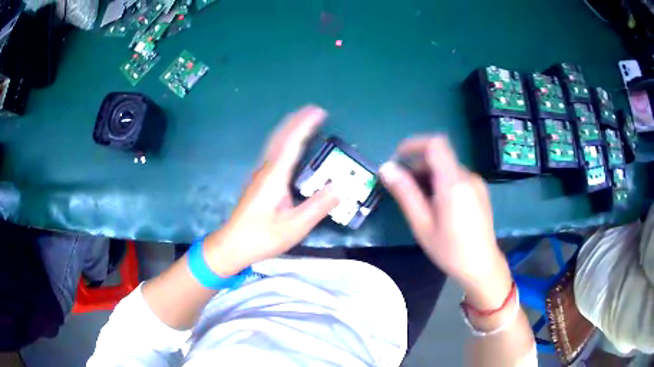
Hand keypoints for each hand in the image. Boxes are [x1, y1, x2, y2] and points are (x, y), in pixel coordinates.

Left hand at [204, 106, 339, 275]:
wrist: (232, 245)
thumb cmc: (261, 237)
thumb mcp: (294, 226)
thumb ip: (318, 206)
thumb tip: (341, 187)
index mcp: (274, 177)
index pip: (291, 143)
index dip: (305, 125)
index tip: (319, 111)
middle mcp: (265, 170)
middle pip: (280, 137)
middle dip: (296, 121)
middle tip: (314, 110)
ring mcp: (259, 175)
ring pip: (274, 144)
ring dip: (289, 129)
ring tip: (304, 122)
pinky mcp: (258, 182)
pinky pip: (273, 153)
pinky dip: (284, 141)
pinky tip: (290, 147)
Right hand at [379, 136, 511, 308]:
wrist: (482, 266)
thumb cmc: (450, 250)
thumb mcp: (422, 224)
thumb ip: (405, 193)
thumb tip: (386, 168)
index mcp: (453, 183)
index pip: (435, 144)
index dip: (414, 144)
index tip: (398, 159)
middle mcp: (468, 176)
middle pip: (439, 157)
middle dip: (418, 167)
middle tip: (404, 190)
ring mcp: (476, 183)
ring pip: (447, 168)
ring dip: (429, 177)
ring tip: (421, 204)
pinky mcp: (479, 191)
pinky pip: (456, 177)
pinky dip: (442, 183)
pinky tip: (438, 207)